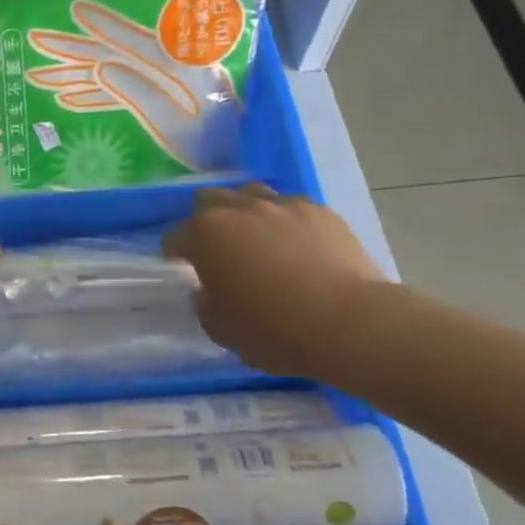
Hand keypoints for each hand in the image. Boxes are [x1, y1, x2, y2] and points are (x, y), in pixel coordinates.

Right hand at [162, 185, 386, 376]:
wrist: (349, 324)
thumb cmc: (272, 330)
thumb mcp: (219, 327)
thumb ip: (205, 302)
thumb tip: (209, 290)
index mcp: (206, 234)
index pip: (175, 236)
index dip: (175, 254)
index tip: (182, 269)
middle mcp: (240, 209)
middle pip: (210, 201)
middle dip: (206, 220)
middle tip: (216, 249)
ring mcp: (284, 206)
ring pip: (252, 194)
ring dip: (246, 213)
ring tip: (256, 240)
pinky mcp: (322, 212)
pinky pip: (293, 208)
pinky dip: (286, 223)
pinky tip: (297, 247)